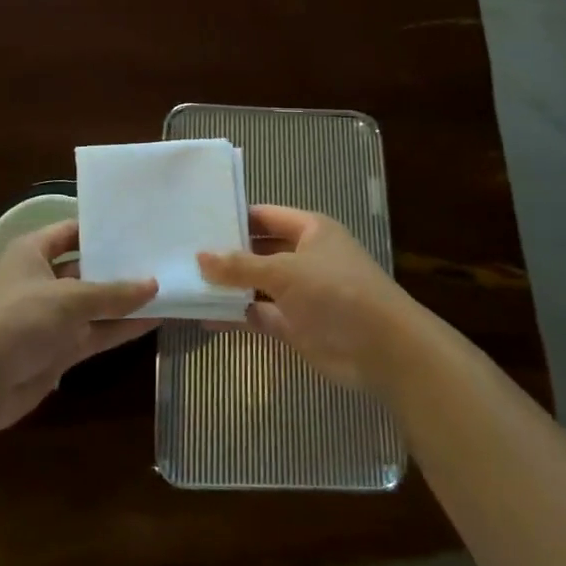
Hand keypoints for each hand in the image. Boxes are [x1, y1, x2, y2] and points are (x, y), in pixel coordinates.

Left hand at [0, 220, 157, 432]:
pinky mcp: (59, 349)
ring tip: (167, 287)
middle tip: (161, 255)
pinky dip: (120, 328)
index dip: (101, 228)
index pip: (71, 231)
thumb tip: (153, 284)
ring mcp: (51, 317)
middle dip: (119, 265)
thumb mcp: (67, 299)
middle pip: (86, 268)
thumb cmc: (17, 320)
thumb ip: (112, 293)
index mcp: (32, 253)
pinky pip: (96, 332)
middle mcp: (42, 280)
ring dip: (124, 300)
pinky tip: (154, 320)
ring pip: (95, 303)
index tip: (138, 225)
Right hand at [197, 205, 422, 390]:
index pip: (266, 216)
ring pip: (257, 284)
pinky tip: (204, 315)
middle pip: (259, 250)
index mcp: (311, 230)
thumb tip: (200, 256)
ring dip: (229, 286)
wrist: (382, 349)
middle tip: (183, 252)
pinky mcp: (296, 326)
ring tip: (186, 282)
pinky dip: (237, 315)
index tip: (198, 220)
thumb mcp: (284, 271)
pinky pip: (260, 315)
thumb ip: (240, 265)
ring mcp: (301, 293)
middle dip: (227, 254)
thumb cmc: (335, 292)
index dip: (235, 217)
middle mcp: (305, 257)